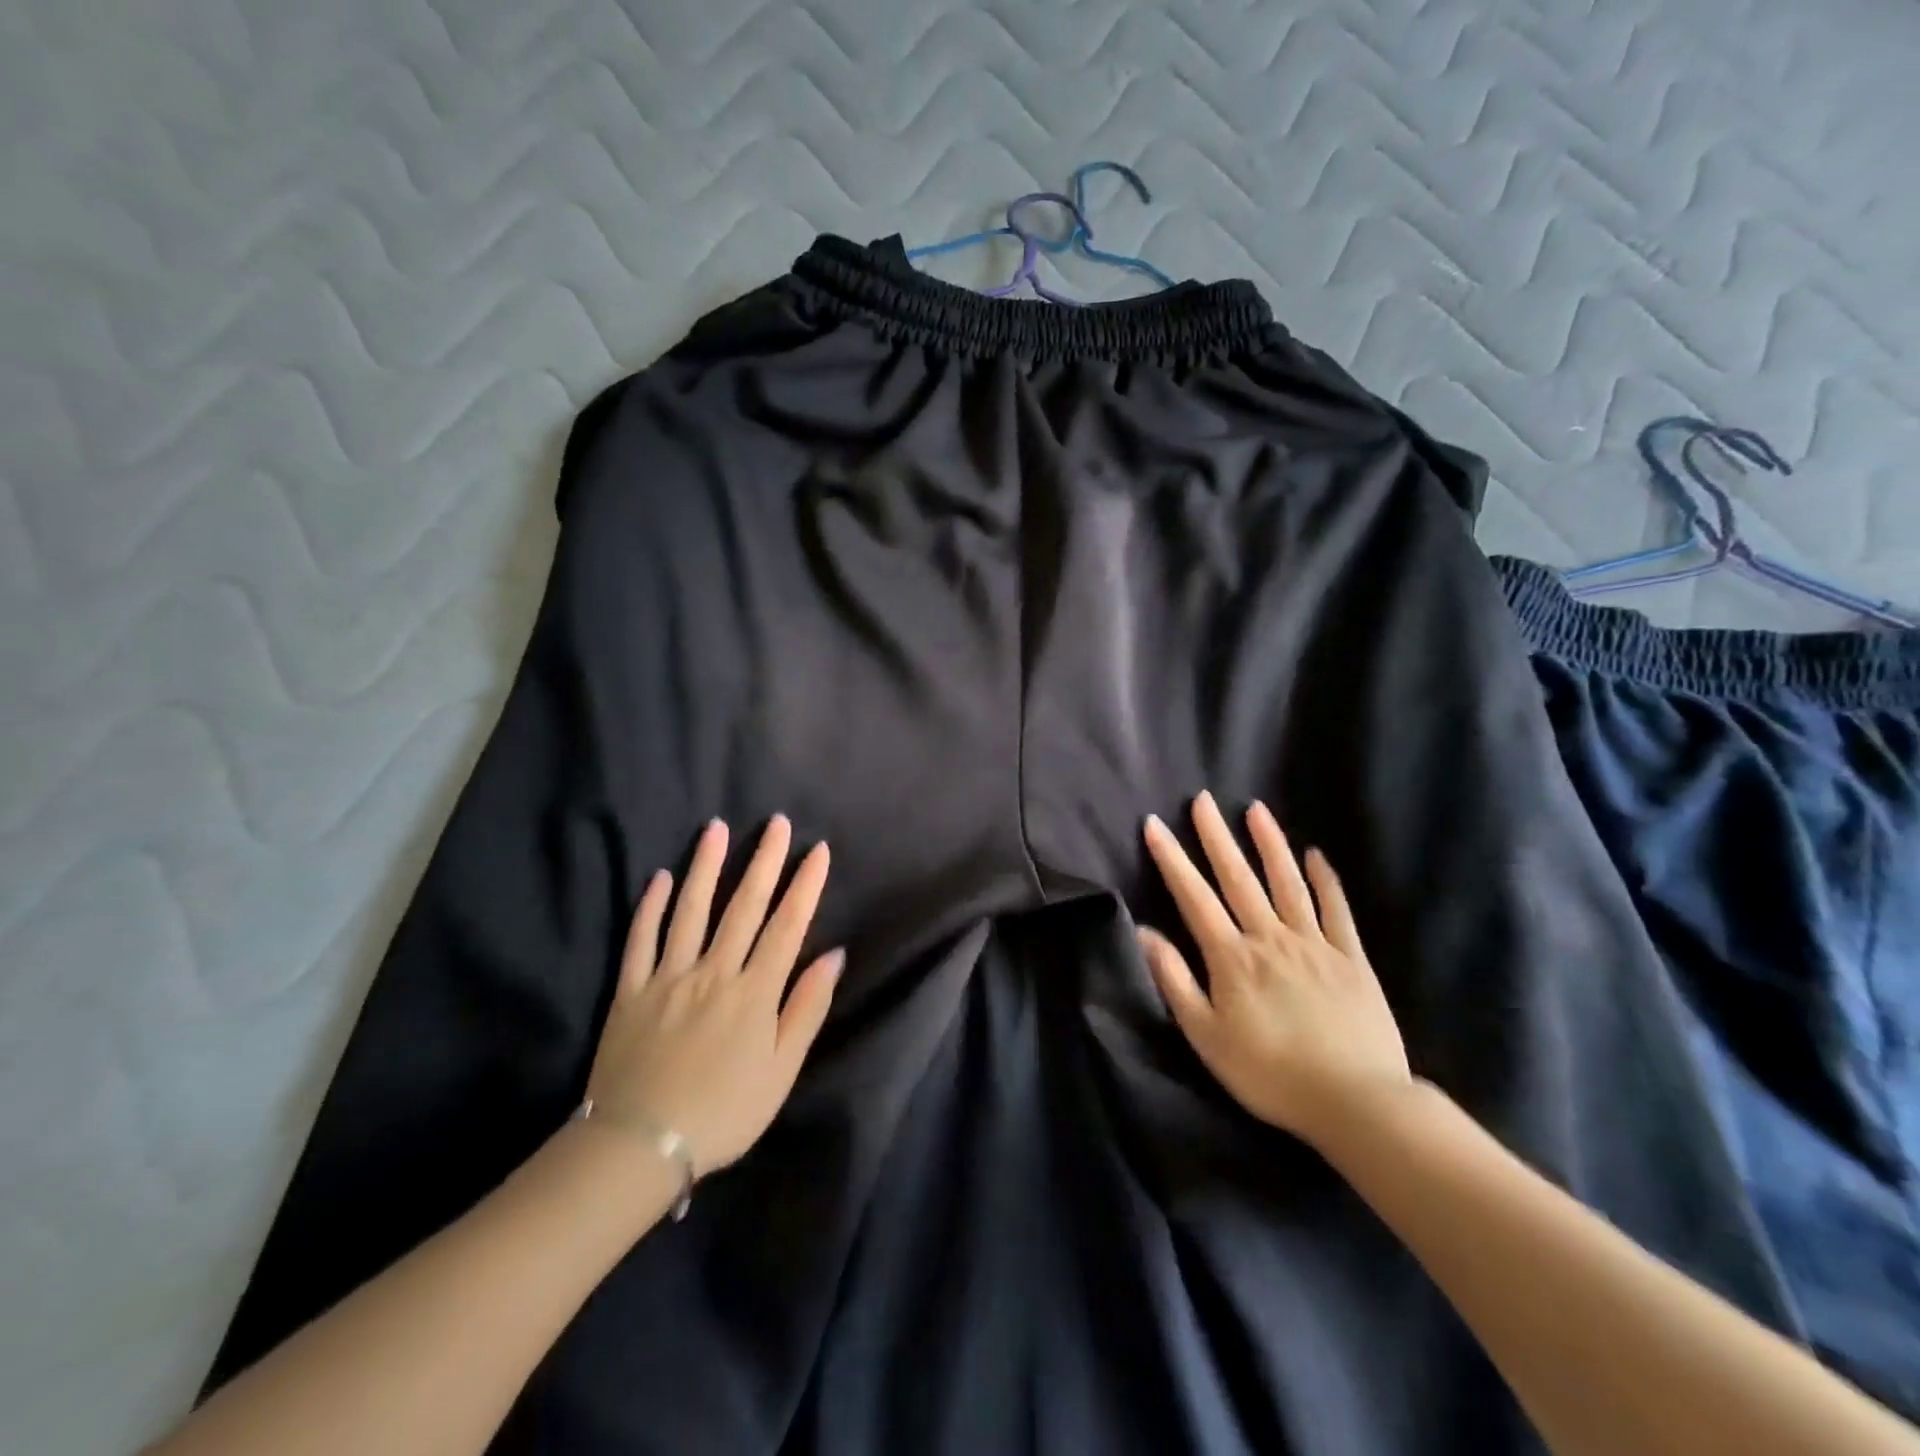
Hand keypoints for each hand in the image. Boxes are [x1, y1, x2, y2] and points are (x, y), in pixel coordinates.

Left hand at [585, 816, 841, 1176]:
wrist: (639, 1147)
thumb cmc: (723, 1113)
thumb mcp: (781, 1071)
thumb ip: (806, 1009)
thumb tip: (833, 957)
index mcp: (754, 992)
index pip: (787, 926)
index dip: (805, 885)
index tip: (817, 850)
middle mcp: (714, 971)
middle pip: (743, 906)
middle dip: (763, 860)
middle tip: (775, 822)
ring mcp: (668, 977)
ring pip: (690, 910)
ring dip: (706, 866)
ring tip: (715, 828)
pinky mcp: (630, 990)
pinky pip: (641, 940)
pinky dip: (651, 906)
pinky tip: (659, 877)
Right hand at [1138, 792, 1410, 1145]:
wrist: (1356, 1101)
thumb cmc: (1270, 1073)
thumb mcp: (1207, 1037)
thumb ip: (1175, 981)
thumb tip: (1145, 933)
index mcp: (1232, 958)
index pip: (1194, 897)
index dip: (1171, 859)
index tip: (1155, 825)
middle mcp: (1270, 938)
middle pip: (1239, 878)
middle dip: (1217, 836)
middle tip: (1203, 800)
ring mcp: (1315, 944)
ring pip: (1287, 883)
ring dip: (1269, 844)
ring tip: (1256, 809)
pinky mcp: (1351, 958)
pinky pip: (1336, 910)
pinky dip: (1325, 880)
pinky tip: (1315, 855)